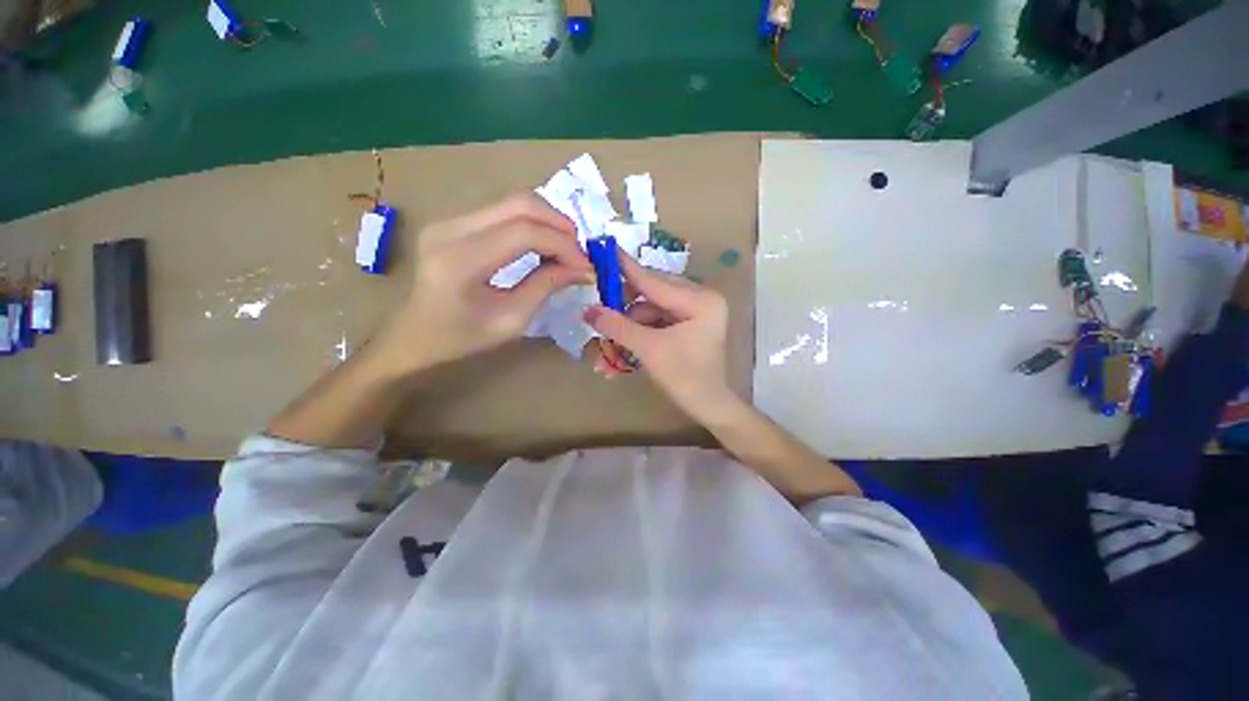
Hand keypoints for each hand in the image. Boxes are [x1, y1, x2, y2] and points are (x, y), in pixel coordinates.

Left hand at [379, 195, 591, 370]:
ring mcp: (448, 220)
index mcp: (460, 261)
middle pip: (519, 203)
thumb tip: (583, 269)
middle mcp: (450, 228)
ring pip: (512, 201)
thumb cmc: (460, 339)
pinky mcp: (452, 221)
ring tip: (566, 250)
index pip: (525, 233)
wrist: (412, 337)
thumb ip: (546, 287)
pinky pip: (502, 210)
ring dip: (548, 221)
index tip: (587, 268)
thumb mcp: (511, 321)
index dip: (563, 245)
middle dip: (560, 225)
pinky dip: (531, 223)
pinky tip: (543, 244)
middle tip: (579, 253)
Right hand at [583, 250, 739, 421]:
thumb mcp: (649, 349)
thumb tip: (588, 310)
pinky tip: (622, 353)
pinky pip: (656, 322)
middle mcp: (700, 299)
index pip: (654, 280)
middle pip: (651, 294)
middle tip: (598, 313)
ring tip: (608, 352)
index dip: (626, 267)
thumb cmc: (685, 377)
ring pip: (650, 311)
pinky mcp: (687, 325)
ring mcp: (694, 312)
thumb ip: (618, 326)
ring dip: (628, 329)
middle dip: (624, 310)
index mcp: (700, 300)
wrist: (708, 407)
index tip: (604, 249)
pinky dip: (639, 335)